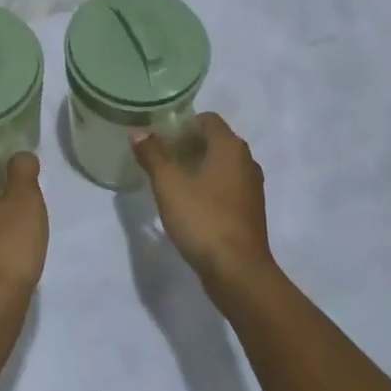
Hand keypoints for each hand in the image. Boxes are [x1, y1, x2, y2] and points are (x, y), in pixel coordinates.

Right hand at [131, 113, 272, 293]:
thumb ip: (153, 154)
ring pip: (221, 165)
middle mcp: (246, 161)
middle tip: (159, 157)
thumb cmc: (203, 218)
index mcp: (230, 146)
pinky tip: (188, 203)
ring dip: (198, 167)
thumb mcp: (169, 184)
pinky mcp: (250, 211)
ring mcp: (252, 188)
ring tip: (170, 180)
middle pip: (214, 141)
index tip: (159, 136)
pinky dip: (208, 187)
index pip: (207, 119)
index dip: (182, 123)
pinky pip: (226, 187)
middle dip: (187, 145)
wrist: (238, 271)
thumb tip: (139, 132)